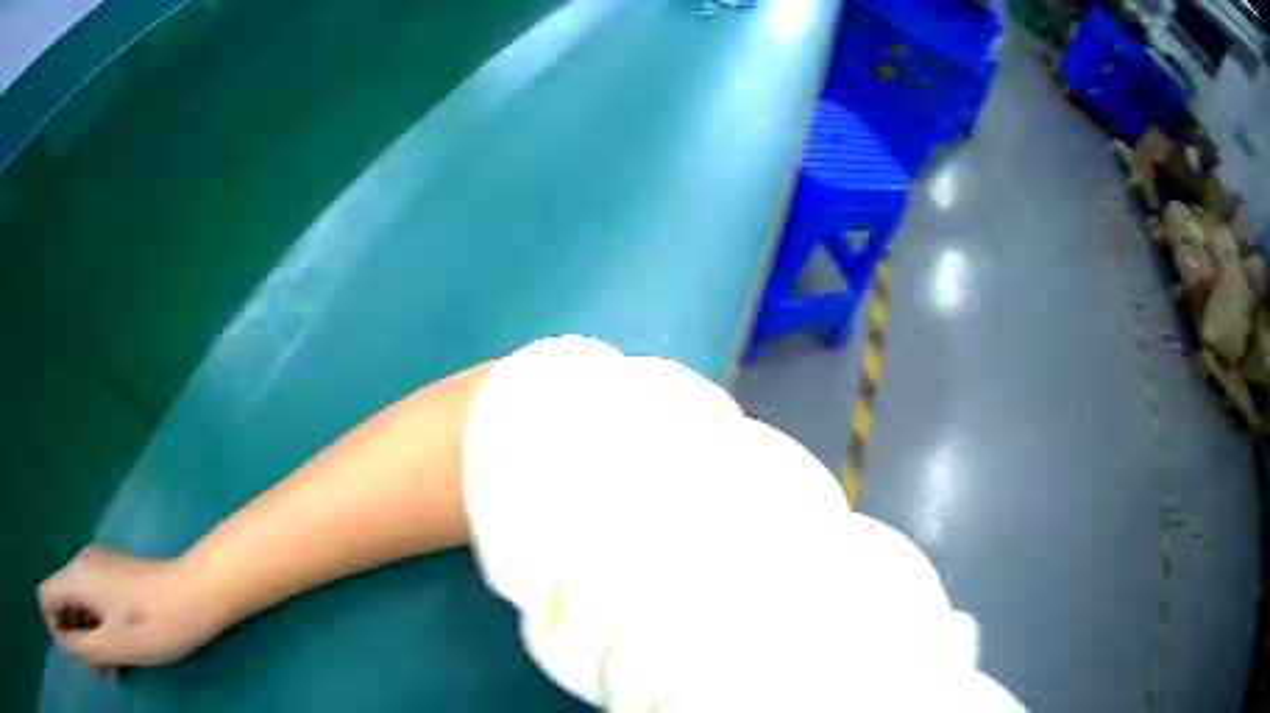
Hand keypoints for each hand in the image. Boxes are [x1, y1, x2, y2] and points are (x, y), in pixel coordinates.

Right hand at [37, 546, 224, 675]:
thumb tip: (65, 643)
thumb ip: (85, 646)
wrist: (193, 595)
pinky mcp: (111, 580)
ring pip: (78, 606)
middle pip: (62, 599)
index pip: (50, 594)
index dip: (50, 614)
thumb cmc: (152, 625)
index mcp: (75, 578)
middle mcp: (80, 568)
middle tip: (83, 664)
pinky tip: (108, 658)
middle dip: (68, 631)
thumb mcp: (115, 645)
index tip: (55, 632)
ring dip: (84, 637)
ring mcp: (96, 571)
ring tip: (101, 670)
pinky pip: (92, 606)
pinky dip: (95, 631)